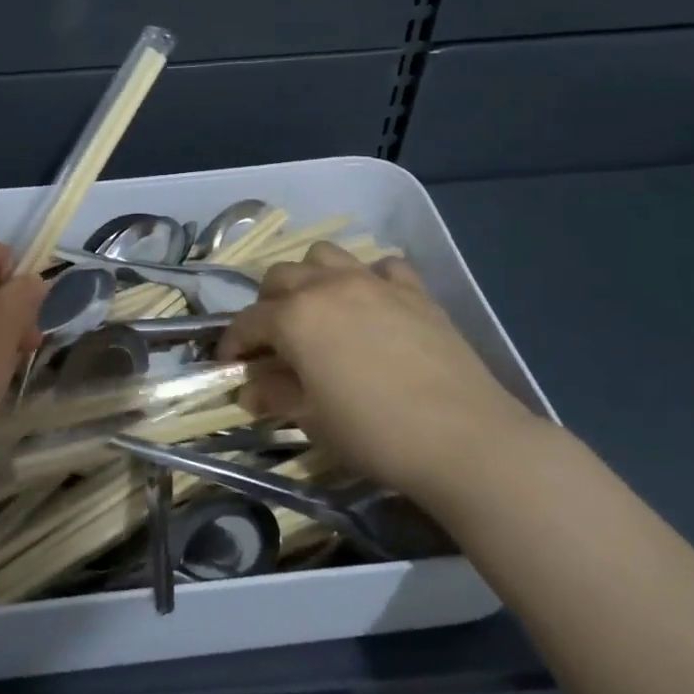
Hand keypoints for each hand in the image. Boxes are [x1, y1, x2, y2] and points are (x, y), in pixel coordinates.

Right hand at [218, 244, 547, 501]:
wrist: (463, 438)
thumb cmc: (374, 433)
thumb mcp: (312, 419)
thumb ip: (274, 395)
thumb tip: (249, 389)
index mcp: (295, 317)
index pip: (248, 321)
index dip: (232, 343)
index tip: (230, 365)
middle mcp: (328, 286)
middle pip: (280, 277)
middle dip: (267, 305)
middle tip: (274, 341)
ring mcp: (374, 282)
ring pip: (325, 256)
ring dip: (311, 278)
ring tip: (318, 311)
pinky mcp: (415, 291)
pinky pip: (382, 266)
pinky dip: (368, 278)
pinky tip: (372, 304)